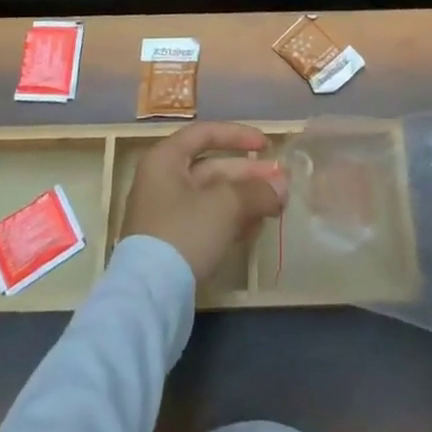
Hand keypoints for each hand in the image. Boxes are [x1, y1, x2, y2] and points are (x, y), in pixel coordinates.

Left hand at [121, 122, 288, 283]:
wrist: (149, 298)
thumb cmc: (184, 233)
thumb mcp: (225, 206)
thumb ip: (256, 192)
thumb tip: (282, 187)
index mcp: (165, 159)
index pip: (205, 133)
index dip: (238, 135)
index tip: (267, 145)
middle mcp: (162, 180)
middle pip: (211, 167)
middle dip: (248, 175)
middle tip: (280, 183)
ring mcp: (165, 214)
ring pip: (211, 197)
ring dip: (244, 200)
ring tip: (275, 208)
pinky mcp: (172, 244)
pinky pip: (206, 221)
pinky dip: (230, 221)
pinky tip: (255, 229)